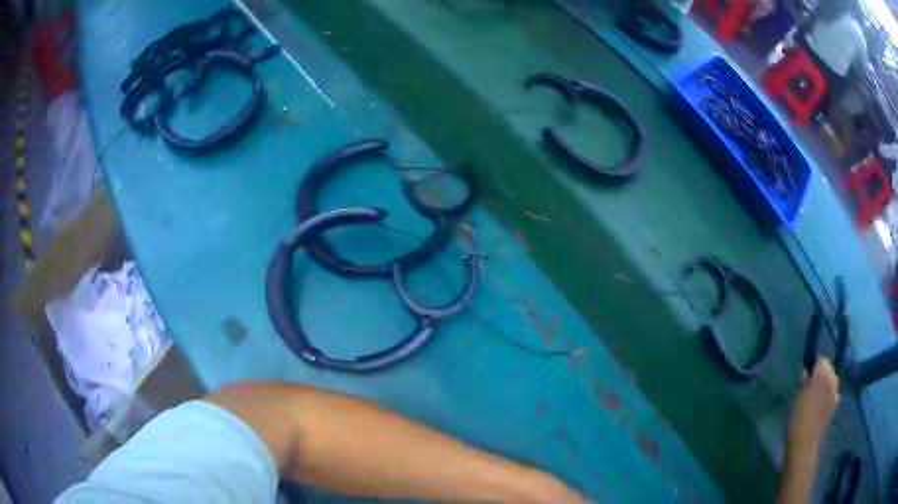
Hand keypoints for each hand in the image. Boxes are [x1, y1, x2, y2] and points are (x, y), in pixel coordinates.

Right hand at [787, 359, 839, 451]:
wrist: (805, 441)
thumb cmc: (798, 417)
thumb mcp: (796, 398)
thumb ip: (803, 383)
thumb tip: (806, 374)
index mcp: (822, 374)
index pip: (822, 360)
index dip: (815, 366)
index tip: (807, 375)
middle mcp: (832, 379)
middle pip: (829, 370)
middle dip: (822, 375)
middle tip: (811, 386)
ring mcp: (836, 392)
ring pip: (833, 382)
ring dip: (826, 385)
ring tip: (817, 397)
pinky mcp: (835, 405)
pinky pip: (833, 394)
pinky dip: (828, 397)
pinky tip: (821, 407)